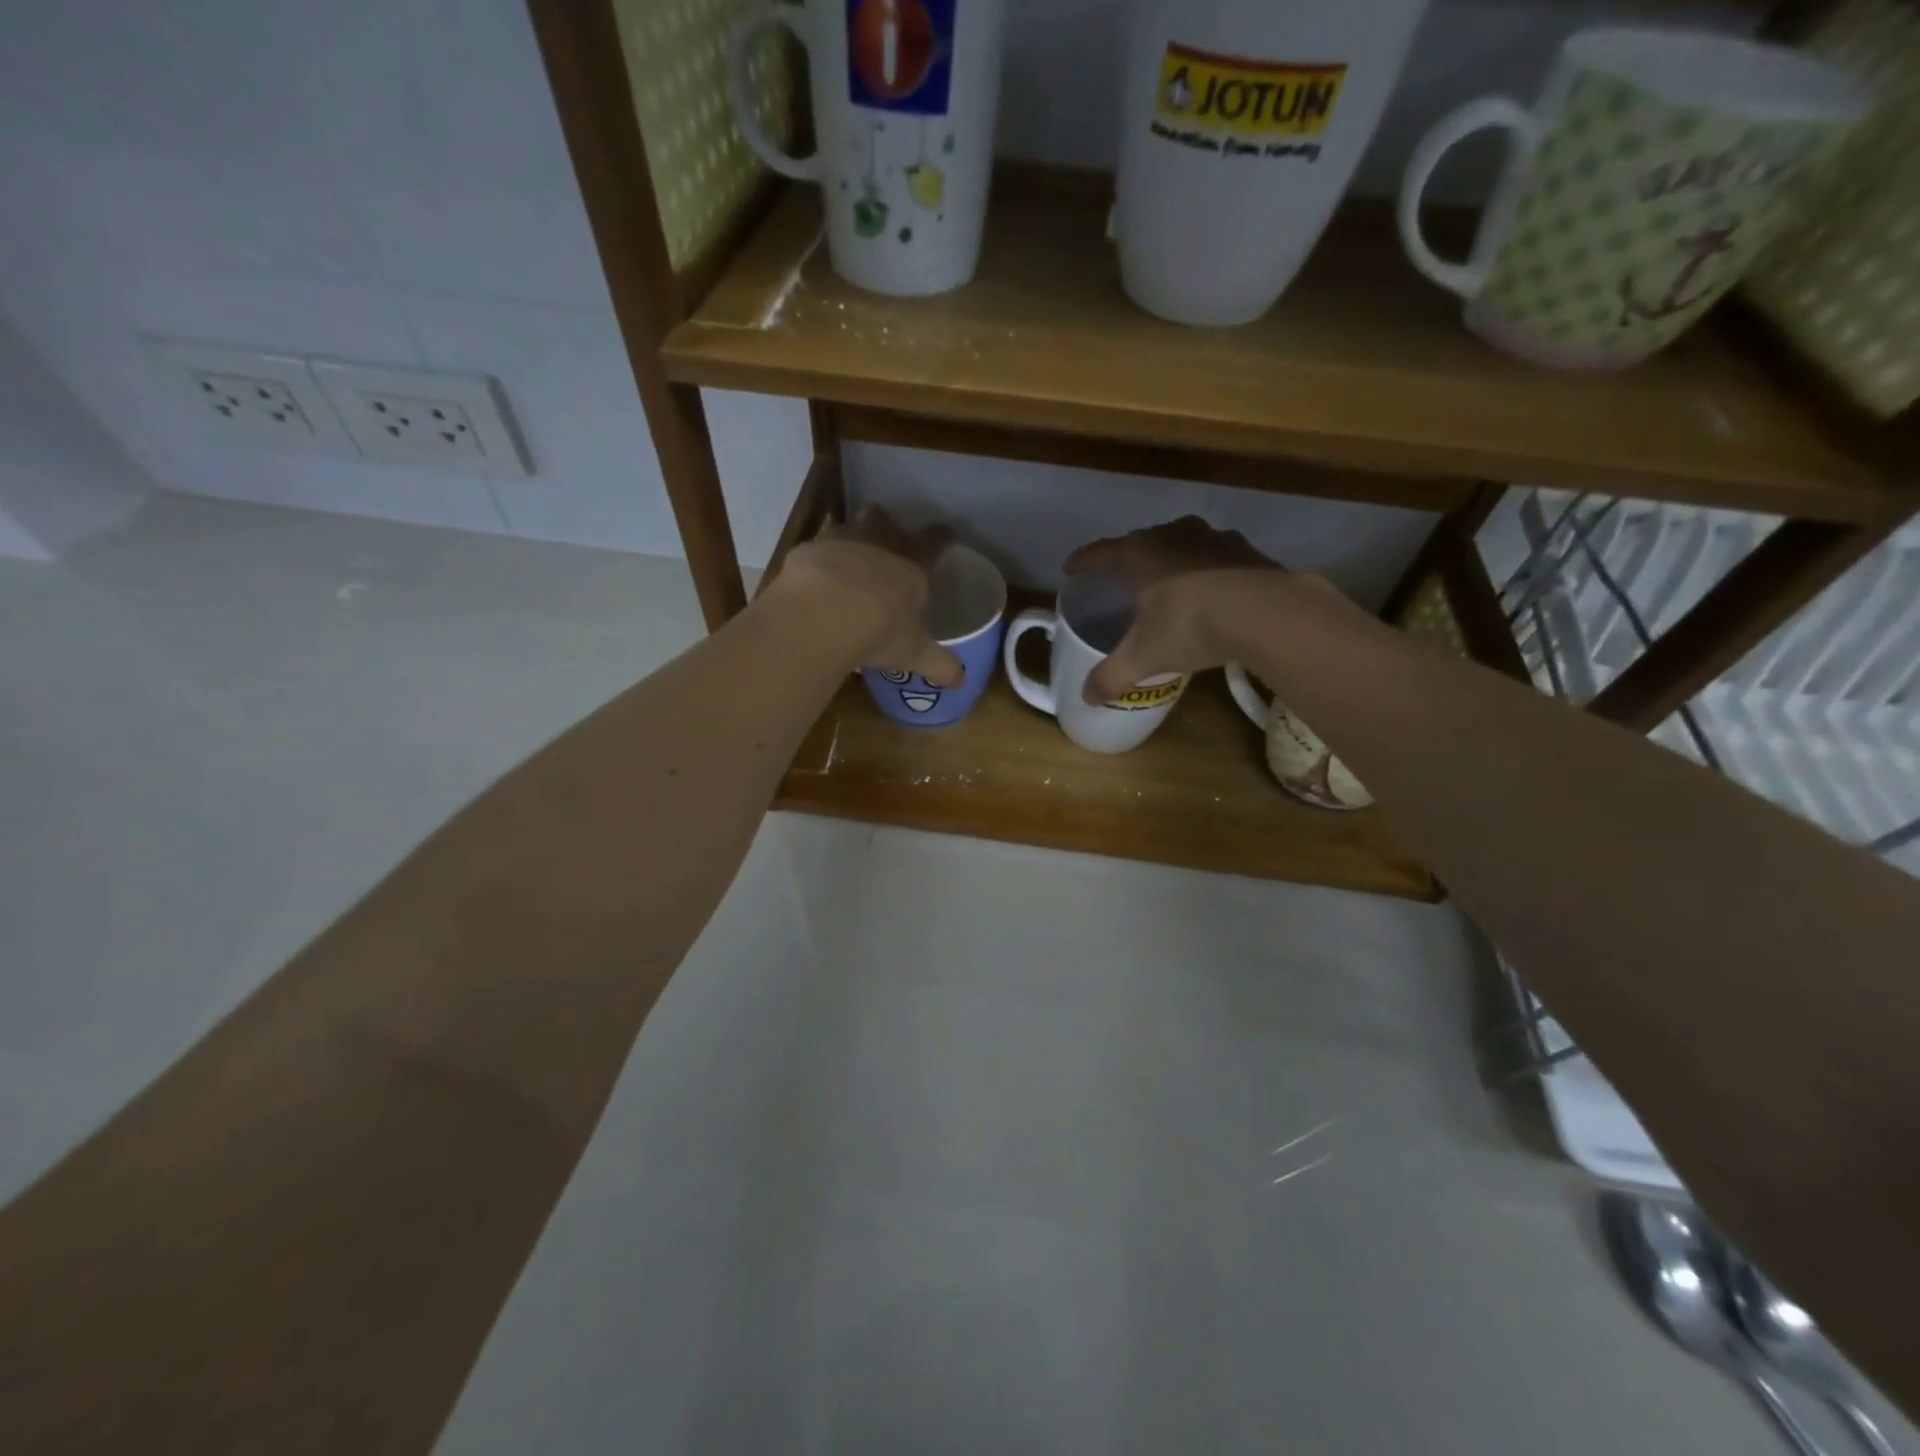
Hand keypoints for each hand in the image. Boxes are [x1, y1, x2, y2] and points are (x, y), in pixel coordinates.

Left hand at [775, 506, 963, 686]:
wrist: (821, 615)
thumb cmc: (879, 630)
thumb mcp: (914, 653)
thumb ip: (939, 665)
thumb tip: (961, 682)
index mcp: (912, 561)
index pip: (936, 539)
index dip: (943, 538)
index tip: (946, 539)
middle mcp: (878, 540)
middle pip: (885, 517)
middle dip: (886, 527)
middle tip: (885, 549)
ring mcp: (839, 540)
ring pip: (847, 528)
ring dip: (849, 544)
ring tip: (847, 570)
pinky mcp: (805, 551)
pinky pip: (814, 552)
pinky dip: (817, 566)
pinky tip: (814, 587)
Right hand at [1064, 516, 1284, 704]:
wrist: (1266, 612)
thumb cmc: (1190, 626)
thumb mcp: (1144, 658)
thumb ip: (1111, 677)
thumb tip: (1086, 698)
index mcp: (1138, 555)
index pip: (1100, 554)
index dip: (1083, 561)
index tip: (1070, 568)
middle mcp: (1170, 536)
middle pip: (1139, 541)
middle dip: (1126, 557)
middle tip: (1118, 576)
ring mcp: (1211, 537)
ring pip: (1179, 541)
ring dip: (1168, 557)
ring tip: (1164, 578)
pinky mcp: (1245, 548)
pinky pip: (1213, 553)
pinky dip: (1204, 566)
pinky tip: (1209, 585)